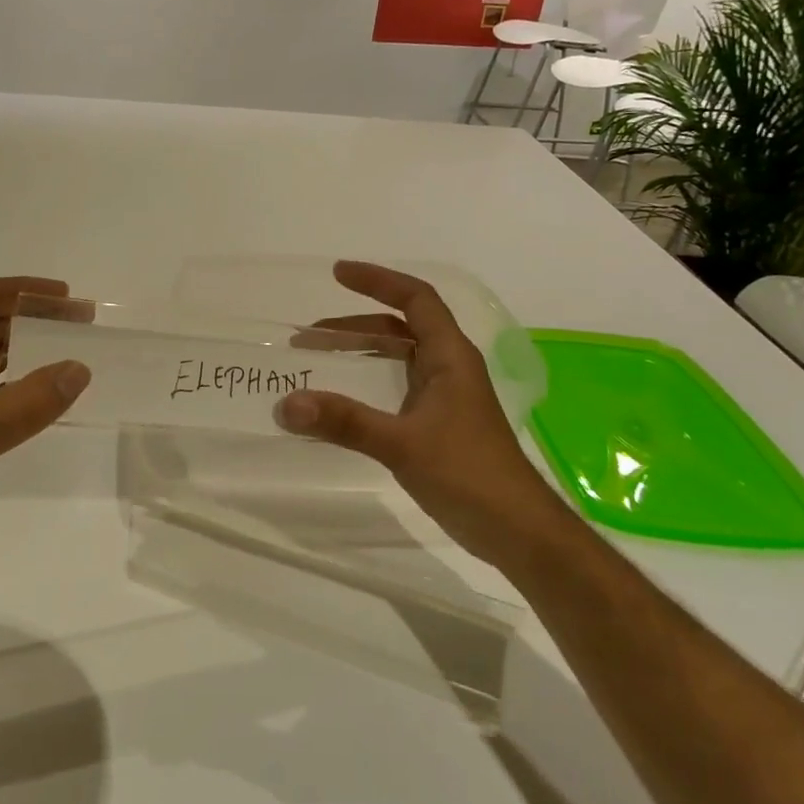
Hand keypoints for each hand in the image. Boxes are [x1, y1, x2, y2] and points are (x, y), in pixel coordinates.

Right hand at [275, 262, 549, 555]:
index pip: (415, 299)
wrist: (516, 530)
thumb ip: (345, 422)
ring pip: (398, 359)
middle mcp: (449, 368)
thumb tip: (287, 404)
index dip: (378, 280)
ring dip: (361, 353)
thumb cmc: (468, 473)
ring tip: (318, 362)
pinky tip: (343, 402)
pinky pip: (397, 387)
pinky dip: (368, 383)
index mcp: (450, 356)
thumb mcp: (401, 443)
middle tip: (309, 335)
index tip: (337, 273)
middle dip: (355, 323)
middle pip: (401, 328)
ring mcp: (445, 397)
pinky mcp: (439, 424)